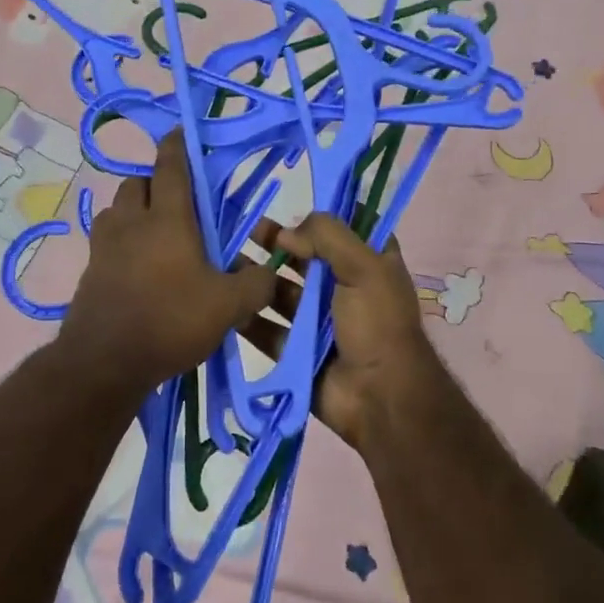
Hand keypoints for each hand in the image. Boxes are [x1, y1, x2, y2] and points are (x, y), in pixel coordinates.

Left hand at [61, 130, 278, 391]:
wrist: (104, 362)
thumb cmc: (169, 321)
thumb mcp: (227, 307)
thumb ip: (255, 285)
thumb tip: (269, 272)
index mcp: (167, 218)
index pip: (171, 167)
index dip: (178, 145)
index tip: (182, 131)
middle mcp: (132, 222)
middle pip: (138, 183)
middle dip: (157, 182)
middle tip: (180, 201)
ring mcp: (104, 245)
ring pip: (118, 209)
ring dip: (135, 209)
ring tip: (157, 232)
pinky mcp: (89, 270)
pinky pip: (107, 240)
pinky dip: (122, 240)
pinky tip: (137, 264)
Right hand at [245, 212, 444, 453]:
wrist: (380, 398)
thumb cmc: (377, 322)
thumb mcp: (364, 266)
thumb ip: (327, 236)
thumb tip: (286, 234)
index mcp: (369, 264)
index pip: (342, 229)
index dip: (317, 217)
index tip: (285, 204)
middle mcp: (343, 288)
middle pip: (304, 258)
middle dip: (275, 244)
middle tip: (242, 230)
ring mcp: (318, 320)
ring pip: (280, 291)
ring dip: (256, 277)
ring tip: (224, 262)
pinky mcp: (297, 349)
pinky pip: (267, 329)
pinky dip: (247, 316)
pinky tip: (223, 299)